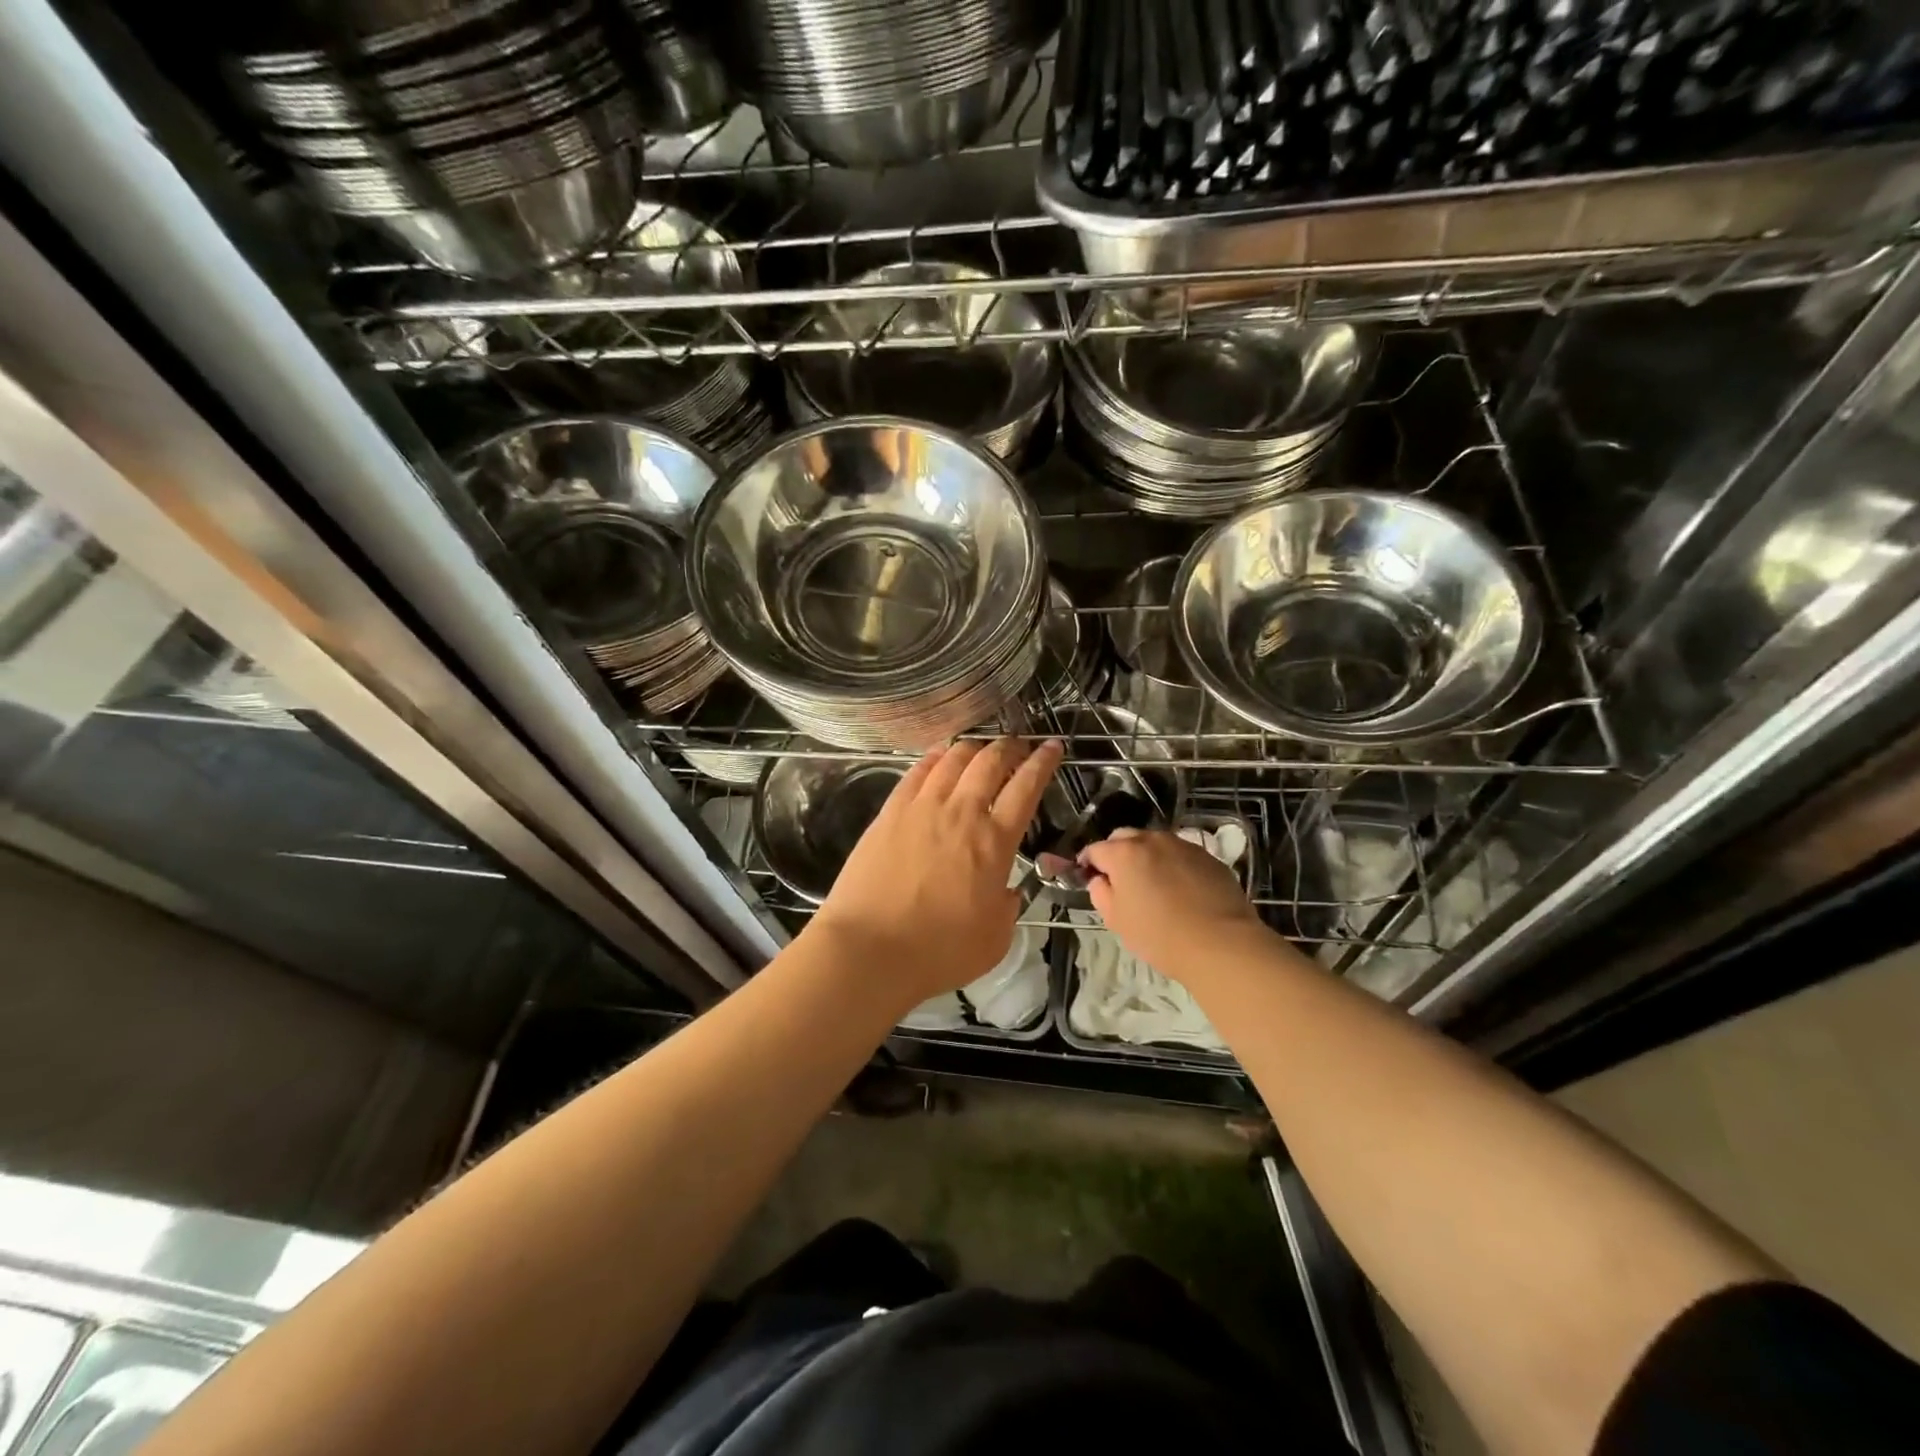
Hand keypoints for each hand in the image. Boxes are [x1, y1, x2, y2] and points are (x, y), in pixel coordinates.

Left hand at [809, 737, 1062, 1011]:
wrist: (870, 949)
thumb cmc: (939, 951)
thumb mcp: (995, 939)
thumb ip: (1007, 907)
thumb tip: (1007, 891)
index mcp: (995, 842)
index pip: (1026, 788)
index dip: (1042, 763)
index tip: (1051, 747)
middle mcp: (962, 812)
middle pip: (990, 762)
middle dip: (1009, 747)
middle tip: (1017, 745)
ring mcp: (922, 807)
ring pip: (953, 759)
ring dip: (973, 748)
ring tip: (980, 748)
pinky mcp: (890, 812)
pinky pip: (917, 772)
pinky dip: (934, 757)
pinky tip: (939, 756)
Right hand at [1078, 828, 1268, 984]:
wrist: (1221, 944)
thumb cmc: (1159, 935)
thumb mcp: (1116, 920)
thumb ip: (1100, 893)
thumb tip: (1101, 880)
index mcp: (1123, 853)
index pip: (1095, 849)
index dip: (1088, 864)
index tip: (1089, 879)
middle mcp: (1152, 840)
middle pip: (1124, 838)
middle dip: (1117, 853)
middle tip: (1120, 881)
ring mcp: (1183, 845)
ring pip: (1154, 843)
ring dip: (1146, 857)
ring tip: (1153, 884)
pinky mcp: (1208, 856)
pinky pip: (1180, 854)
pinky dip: (1172, 864)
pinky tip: (1180, 889)